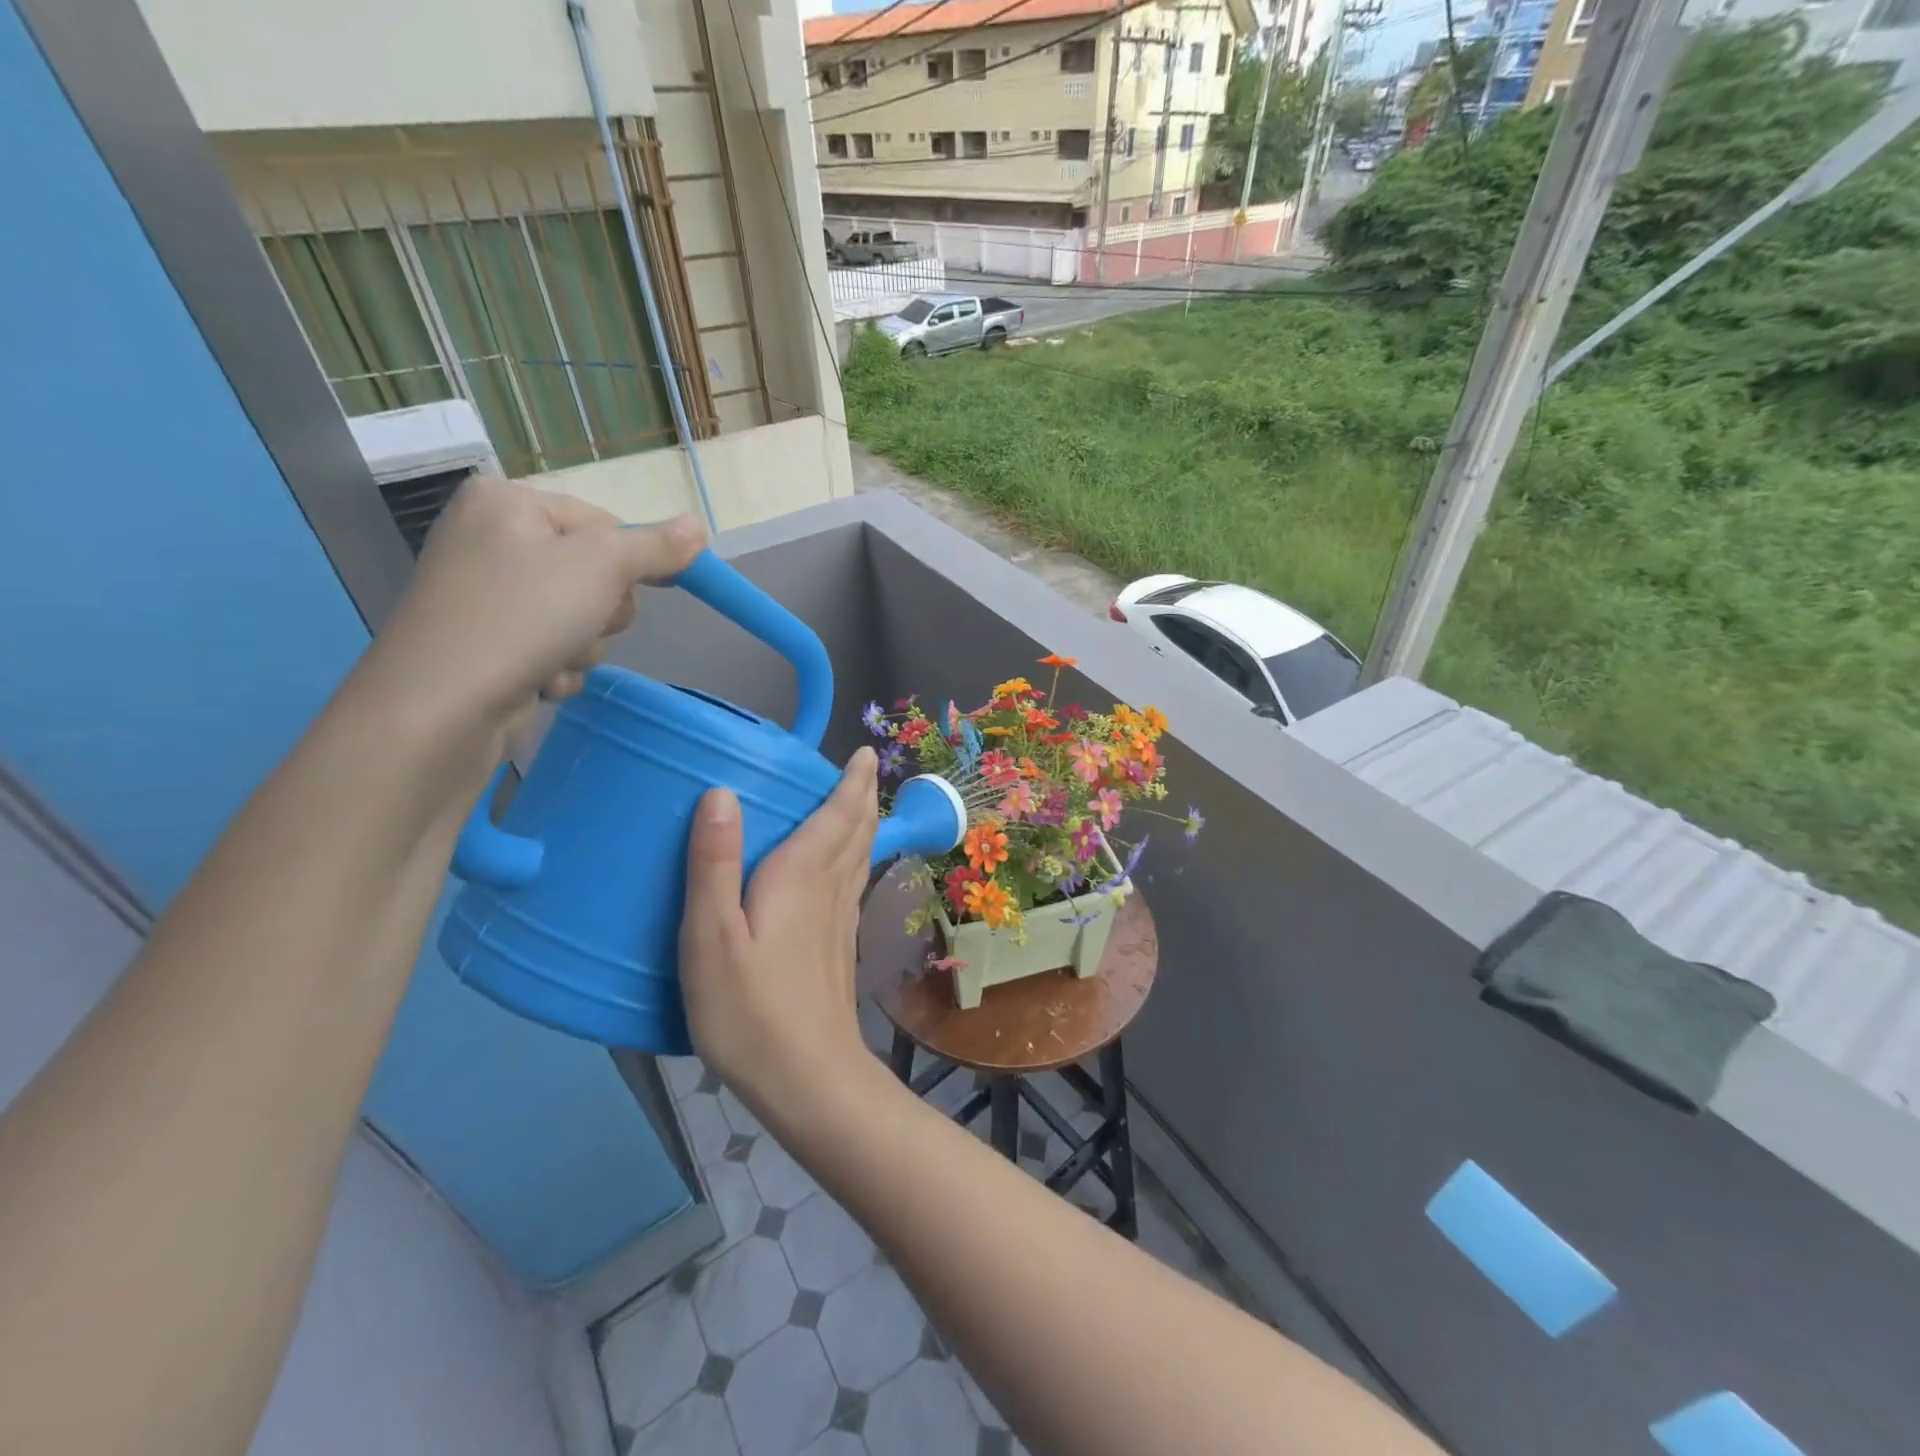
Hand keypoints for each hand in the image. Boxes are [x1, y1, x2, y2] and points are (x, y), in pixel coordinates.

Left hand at [350, 477, 702, 757]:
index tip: (638, 590)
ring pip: (580, 617)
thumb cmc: (522, 616)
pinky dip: (557, 668)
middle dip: (601, 611)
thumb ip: (655, 547)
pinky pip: (553, 648)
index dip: (628, 562)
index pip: (605, 523)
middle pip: (595, 573)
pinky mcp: (489, 644)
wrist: (441, 706)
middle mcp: (492, 540)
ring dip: (583, 646)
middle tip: (580, 623)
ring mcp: (488, 596)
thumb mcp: (602, 567)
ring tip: (552, 658)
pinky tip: (537, 680)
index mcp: (508, 502)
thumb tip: (700, 524)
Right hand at [679, 750, 879, 1119]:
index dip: (853, 781)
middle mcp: (832, 888)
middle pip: (858, 830)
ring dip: (863, 823)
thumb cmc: (750, 1009)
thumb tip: (721, 793)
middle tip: (861, 768)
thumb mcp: (711, 937)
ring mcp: (842, 920)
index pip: (839, 814)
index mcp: (803, 876)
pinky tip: (843, 868)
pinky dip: (856, 856)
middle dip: (862, 795)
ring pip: (861, 855)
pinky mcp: (840, 946)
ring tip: (856, 804)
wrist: (808, 1078)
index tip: (864, 752)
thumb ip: (714, 865)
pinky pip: (854, 881)